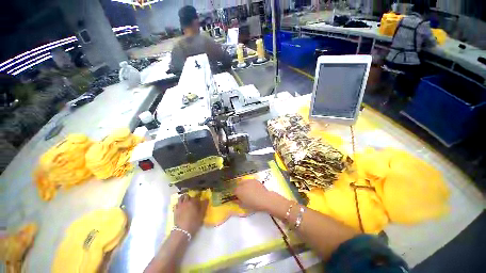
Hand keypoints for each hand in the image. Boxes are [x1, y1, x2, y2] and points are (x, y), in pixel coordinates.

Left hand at [174, 194, 207, 235]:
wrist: (182, 231)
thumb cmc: (194, 222)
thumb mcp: (202, 214)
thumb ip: (204, 205)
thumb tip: (207, 199)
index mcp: (193, 201)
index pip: (196, 196)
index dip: (198, 197)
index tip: (200, 201)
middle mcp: (186, 202)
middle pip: (187, 195)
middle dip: (190, 197)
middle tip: (193, 201)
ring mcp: (180, 205)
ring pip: (181, 198)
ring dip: (183, 198)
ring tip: (186, 202)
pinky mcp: (175, 210)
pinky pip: (176, 204)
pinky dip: (179, 203)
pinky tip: (181, 207)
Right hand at [233, 179, 271, 211]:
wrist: (265, 199)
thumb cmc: (254, 205)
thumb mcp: (244, 206)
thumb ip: (238, 202)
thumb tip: (236, 200)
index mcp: (239, 191)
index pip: (234, 191)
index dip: (236, 194)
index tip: (238, 197)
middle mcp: (243, 184)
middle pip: (238, 185)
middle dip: (239, 189)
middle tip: (243, 194)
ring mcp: (249, 181)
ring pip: (244, 182)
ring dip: (244, 185)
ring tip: (248, 190)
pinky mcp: (254, 180)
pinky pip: (250, 181)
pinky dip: (250, 184)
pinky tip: (253, 188)